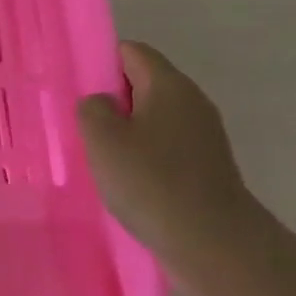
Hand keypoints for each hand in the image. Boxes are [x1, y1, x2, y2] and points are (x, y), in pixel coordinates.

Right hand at [77, 42, 260, 257]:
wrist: (215, 244)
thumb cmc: (152, 182)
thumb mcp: (103, 139)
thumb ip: (92, 108)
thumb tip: (102, 104)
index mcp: (168, 85)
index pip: (131, 51)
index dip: (101, 63)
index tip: (79, 92)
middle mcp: (192, 101)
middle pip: (143, 83)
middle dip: (112, 100)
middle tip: (84, 127)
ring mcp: (204, 135)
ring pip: (154, 117)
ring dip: (127, 132)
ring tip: (102, 158)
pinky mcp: (207, 166)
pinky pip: (167, 146)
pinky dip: (145, 156)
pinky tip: (129, 181)